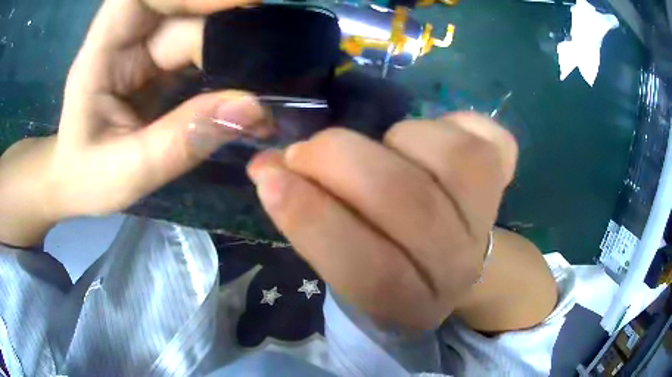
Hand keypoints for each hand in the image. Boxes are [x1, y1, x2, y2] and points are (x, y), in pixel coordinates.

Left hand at [0, 0, 267, 245]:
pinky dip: (228, 61)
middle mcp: (124, 40)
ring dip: (234, 46)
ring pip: (197, 27)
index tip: (240, 5)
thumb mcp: (129, 172)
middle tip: (275, 50)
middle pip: (180, 8)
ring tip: (271, 71)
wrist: (76, 181)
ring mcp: (143, 49)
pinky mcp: (159, 63)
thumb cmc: (87, 178)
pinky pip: (200, 49)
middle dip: (227, 22)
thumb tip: (252, 109)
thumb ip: (182, 141)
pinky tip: (249, 82)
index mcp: (101, 54)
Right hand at [248, 113, 517, 329]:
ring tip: (384, 148)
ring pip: (448, 155)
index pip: (360, 267)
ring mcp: (488, 220)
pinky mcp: (505, 179)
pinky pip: (484, 134)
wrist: (462, 263)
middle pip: (405, 199)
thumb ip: (308, 218)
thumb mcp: (347, 260)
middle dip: (339, 158)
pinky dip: (451, 122)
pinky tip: (434, 139)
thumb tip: (266, 166)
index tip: (267, 174)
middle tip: (307, 149)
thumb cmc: (393, 263)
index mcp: (407, 301)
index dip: (308, 216)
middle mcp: (455, 267)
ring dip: (396, 138)